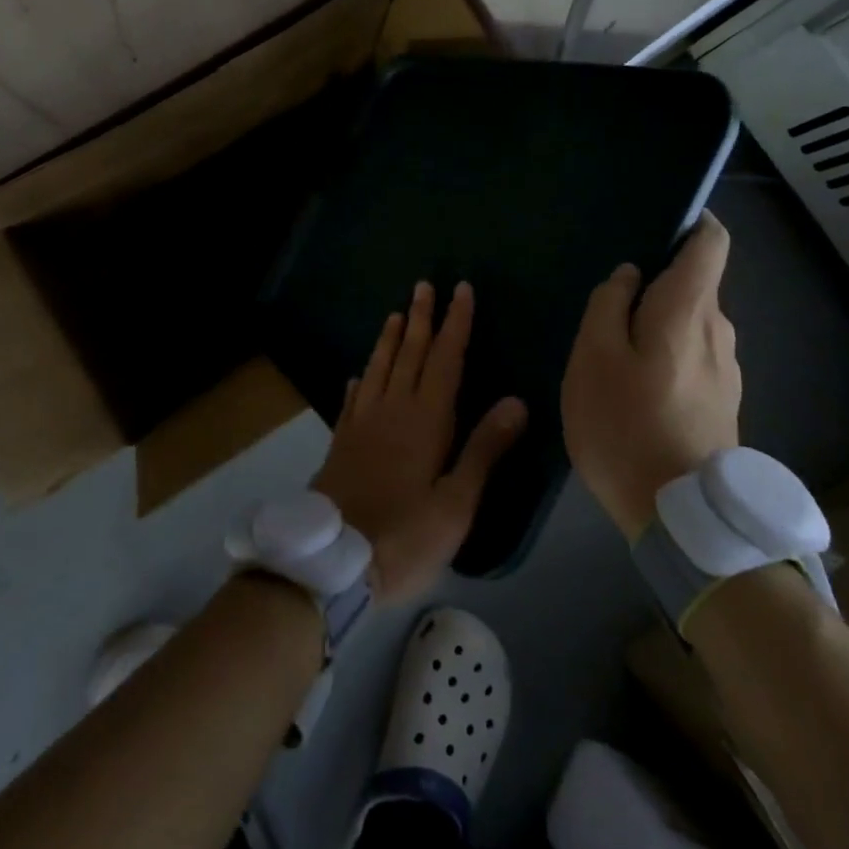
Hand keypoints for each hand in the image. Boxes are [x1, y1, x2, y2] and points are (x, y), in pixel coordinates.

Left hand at [313, 281, 526, 603]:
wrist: (332, 563)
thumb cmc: (405, 536)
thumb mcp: (456, 502)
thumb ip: (484, 449)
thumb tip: (516, 401)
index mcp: (425, 421)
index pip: (444, 360)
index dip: (455, 324)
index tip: (460, 291)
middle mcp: (391, 410)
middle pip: (409, 354)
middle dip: (421, 319)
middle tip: (424, 285)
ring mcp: (361, 424)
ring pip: (378, 369)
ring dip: (389, 340)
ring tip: (395, 314)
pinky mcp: (341, 442)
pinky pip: (352, 399)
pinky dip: (359, 381)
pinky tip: (357, 375)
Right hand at [561, 212, 740, 540]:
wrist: (682, 518)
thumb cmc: (625, 424)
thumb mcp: (593, 358)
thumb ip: (607, 306)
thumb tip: (627, 276)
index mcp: (688, 310)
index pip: (711, 243)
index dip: (692, 224)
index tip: (656, 226)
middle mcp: (718, 331)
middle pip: (695, 284)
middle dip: (657, 282)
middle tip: (607, 307)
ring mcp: (726, 370)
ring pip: (692, 323)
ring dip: (658, 323)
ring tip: (614, 350)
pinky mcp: (723, 402)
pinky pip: (694, 356)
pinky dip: (667, 354)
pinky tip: (636, 387)